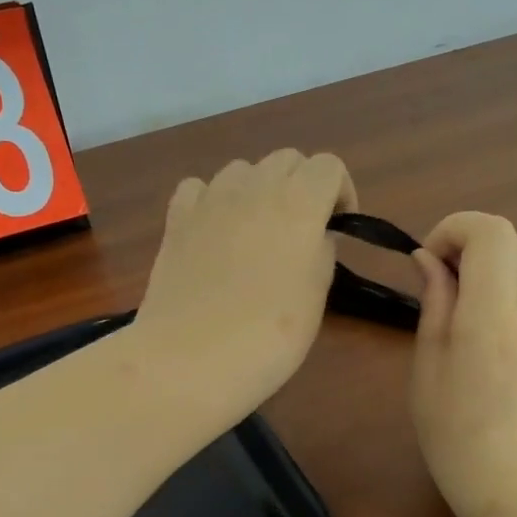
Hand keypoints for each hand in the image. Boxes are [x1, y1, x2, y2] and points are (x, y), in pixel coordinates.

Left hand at [133, 150, 355, 412]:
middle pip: (286, 159)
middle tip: (301, 230)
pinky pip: (199, 188)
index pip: (329, 165)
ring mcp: (210, 200)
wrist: (192, 358)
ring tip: (257, 231)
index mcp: (299, 203)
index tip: (338, 226)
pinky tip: (215, 231)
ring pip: (242, 169)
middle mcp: (254, 188)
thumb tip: (314, 235)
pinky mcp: (176, 219)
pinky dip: (212, 200)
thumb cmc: (268, 335)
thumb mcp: (316, 296)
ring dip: (258, 189)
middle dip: (302, 185)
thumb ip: (321, 252)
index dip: (340, 191)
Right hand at [410, 213, 516, 516]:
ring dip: (480, 277)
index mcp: (494, 314)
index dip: (453, 228)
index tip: (427, 262)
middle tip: (434, 289)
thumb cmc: (460, 442)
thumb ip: (434, 306)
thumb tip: (430, 261)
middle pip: (508, 244)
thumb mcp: (428, 371)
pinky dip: (496, 302)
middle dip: (465, 248)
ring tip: (450, 327)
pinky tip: (477, 352)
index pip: (491, 230)